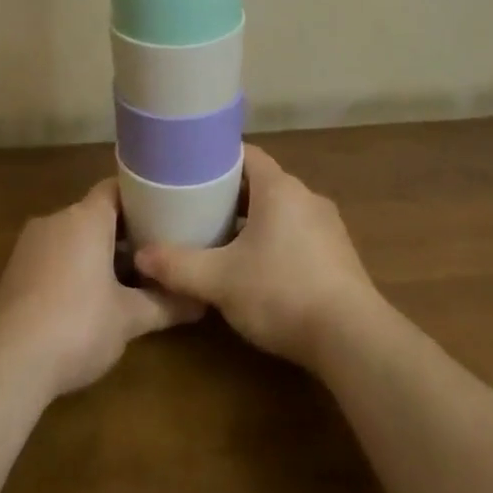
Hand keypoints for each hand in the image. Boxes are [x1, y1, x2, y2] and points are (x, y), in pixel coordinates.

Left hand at [0, 177, 201, 399]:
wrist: (7, 363)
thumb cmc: (77, 325)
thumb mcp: (129, 318)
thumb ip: (166, 305)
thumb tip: (202, 304)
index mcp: (86, 217)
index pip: (116, 188)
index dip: (142, 197)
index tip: (166, 212)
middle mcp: (56, 220)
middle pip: (96, 213)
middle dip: (124, 232)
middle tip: (155, 251)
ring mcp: (30, 245)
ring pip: (73, 236)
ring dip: (98, 252)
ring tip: (129, 278)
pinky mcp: (14, 271)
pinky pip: (54, 256)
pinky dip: (74, 267)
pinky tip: (90, 299)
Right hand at [134, 145, 380, 371]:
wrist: (352, 337)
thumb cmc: (281, 292)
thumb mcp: (220, 281)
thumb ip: (178, 266)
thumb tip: (140, 256)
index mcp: (279, 189)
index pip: (246, 154)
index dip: (217, 159)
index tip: (190, 171)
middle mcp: (306, 197)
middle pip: (262, 183)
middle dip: (230, 194)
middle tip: (197, 208)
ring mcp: (328, 225)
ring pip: (281, 210)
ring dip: (254, 220)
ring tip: (223, 239)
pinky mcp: (339, 254)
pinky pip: (299, 233)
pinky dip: (276, 240)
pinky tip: (259, 269)